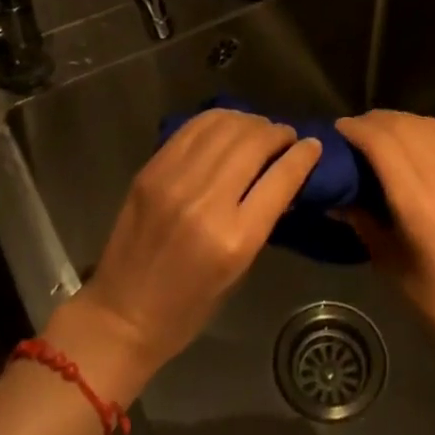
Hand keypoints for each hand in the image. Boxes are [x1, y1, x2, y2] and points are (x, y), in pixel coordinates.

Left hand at [65, 109, 321, 389]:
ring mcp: (175, 179)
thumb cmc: (188, 308)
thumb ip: (261, 218)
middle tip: (286, 137)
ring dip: (251, 122)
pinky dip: (219, 120)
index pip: (281, 178)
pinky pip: (195, 127)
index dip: (303, 156)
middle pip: (254, 143)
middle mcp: (206, 201)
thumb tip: (282, 176)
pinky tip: (229, 126)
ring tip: (259, 130)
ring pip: (226, 125)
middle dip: (278, 133)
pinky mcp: (153, 168)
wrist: (121, 314)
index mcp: (235, 239)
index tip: (313, 145)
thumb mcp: (238, 271)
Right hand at [336, 110, 434, 372]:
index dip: (357, 129)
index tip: (339, 129)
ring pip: (430, 126)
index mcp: (419, 204)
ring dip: (402, 121)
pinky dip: (431, 127)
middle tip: (356, 130)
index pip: (382, 143)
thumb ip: (362, 221)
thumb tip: (334, 195)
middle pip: (404, 128)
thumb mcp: (391, 264)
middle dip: (375, 122)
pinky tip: (419, 134)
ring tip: (384, 129)